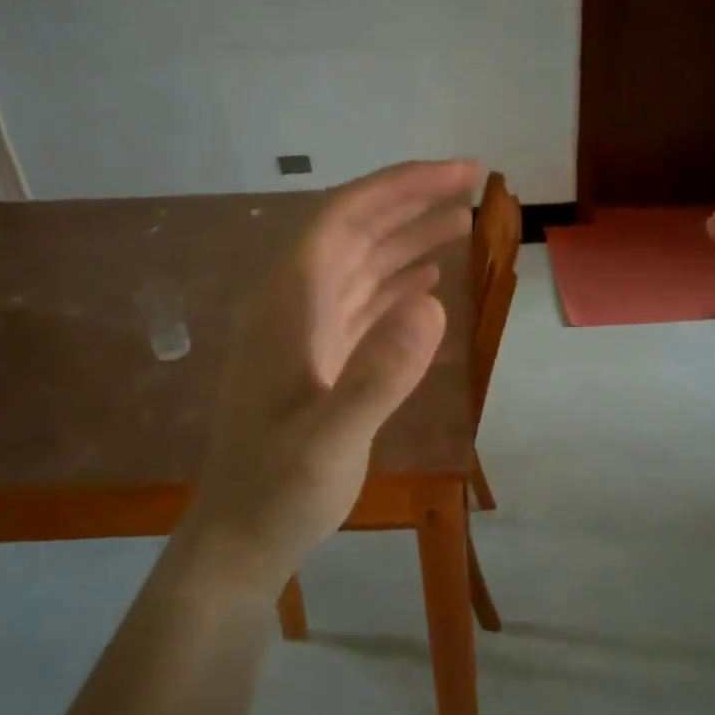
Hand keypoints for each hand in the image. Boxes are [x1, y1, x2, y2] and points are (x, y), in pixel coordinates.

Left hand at [188, 160, 480, 590]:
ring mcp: (305, 332)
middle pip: (355, 231)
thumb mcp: (330, 440)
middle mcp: (294, 305)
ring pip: (361, 264)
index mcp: (288, 305)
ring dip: (409, 238)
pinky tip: (428, 283)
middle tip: (473, 185)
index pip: (344, 218)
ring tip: (462, 222)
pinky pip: (362, 303)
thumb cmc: (279, 491)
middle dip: (411, 201)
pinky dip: (398, 284)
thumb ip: (378, 374)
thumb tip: (435, 304)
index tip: (459, 173)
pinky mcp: (318, 360)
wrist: (241, 541)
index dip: (401, 187)